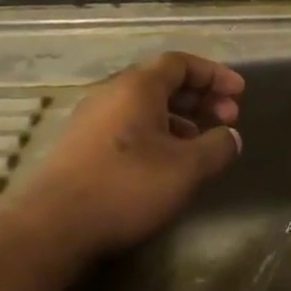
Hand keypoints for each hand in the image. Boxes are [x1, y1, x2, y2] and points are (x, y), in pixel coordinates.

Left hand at [10, 52, 244, 263]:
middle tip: (227, 118)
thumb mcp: (185, 169)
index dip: (214, 74)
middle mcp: (112, 92)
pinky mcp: (79, 146)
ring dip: (179, 118)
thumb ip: (217, 147)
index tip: (239, 93)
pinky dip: (155, 132)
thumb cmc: (125, 186)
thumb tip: (231, 136)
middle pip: (162, 81)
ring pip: (144, 106)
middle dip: (200, 97)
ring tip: (200, 143)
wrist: (51, 228)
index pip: (181, 62)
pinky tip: (165, 163)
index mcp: (137, 86)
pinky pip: (127, 125)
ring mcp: (91, 119)